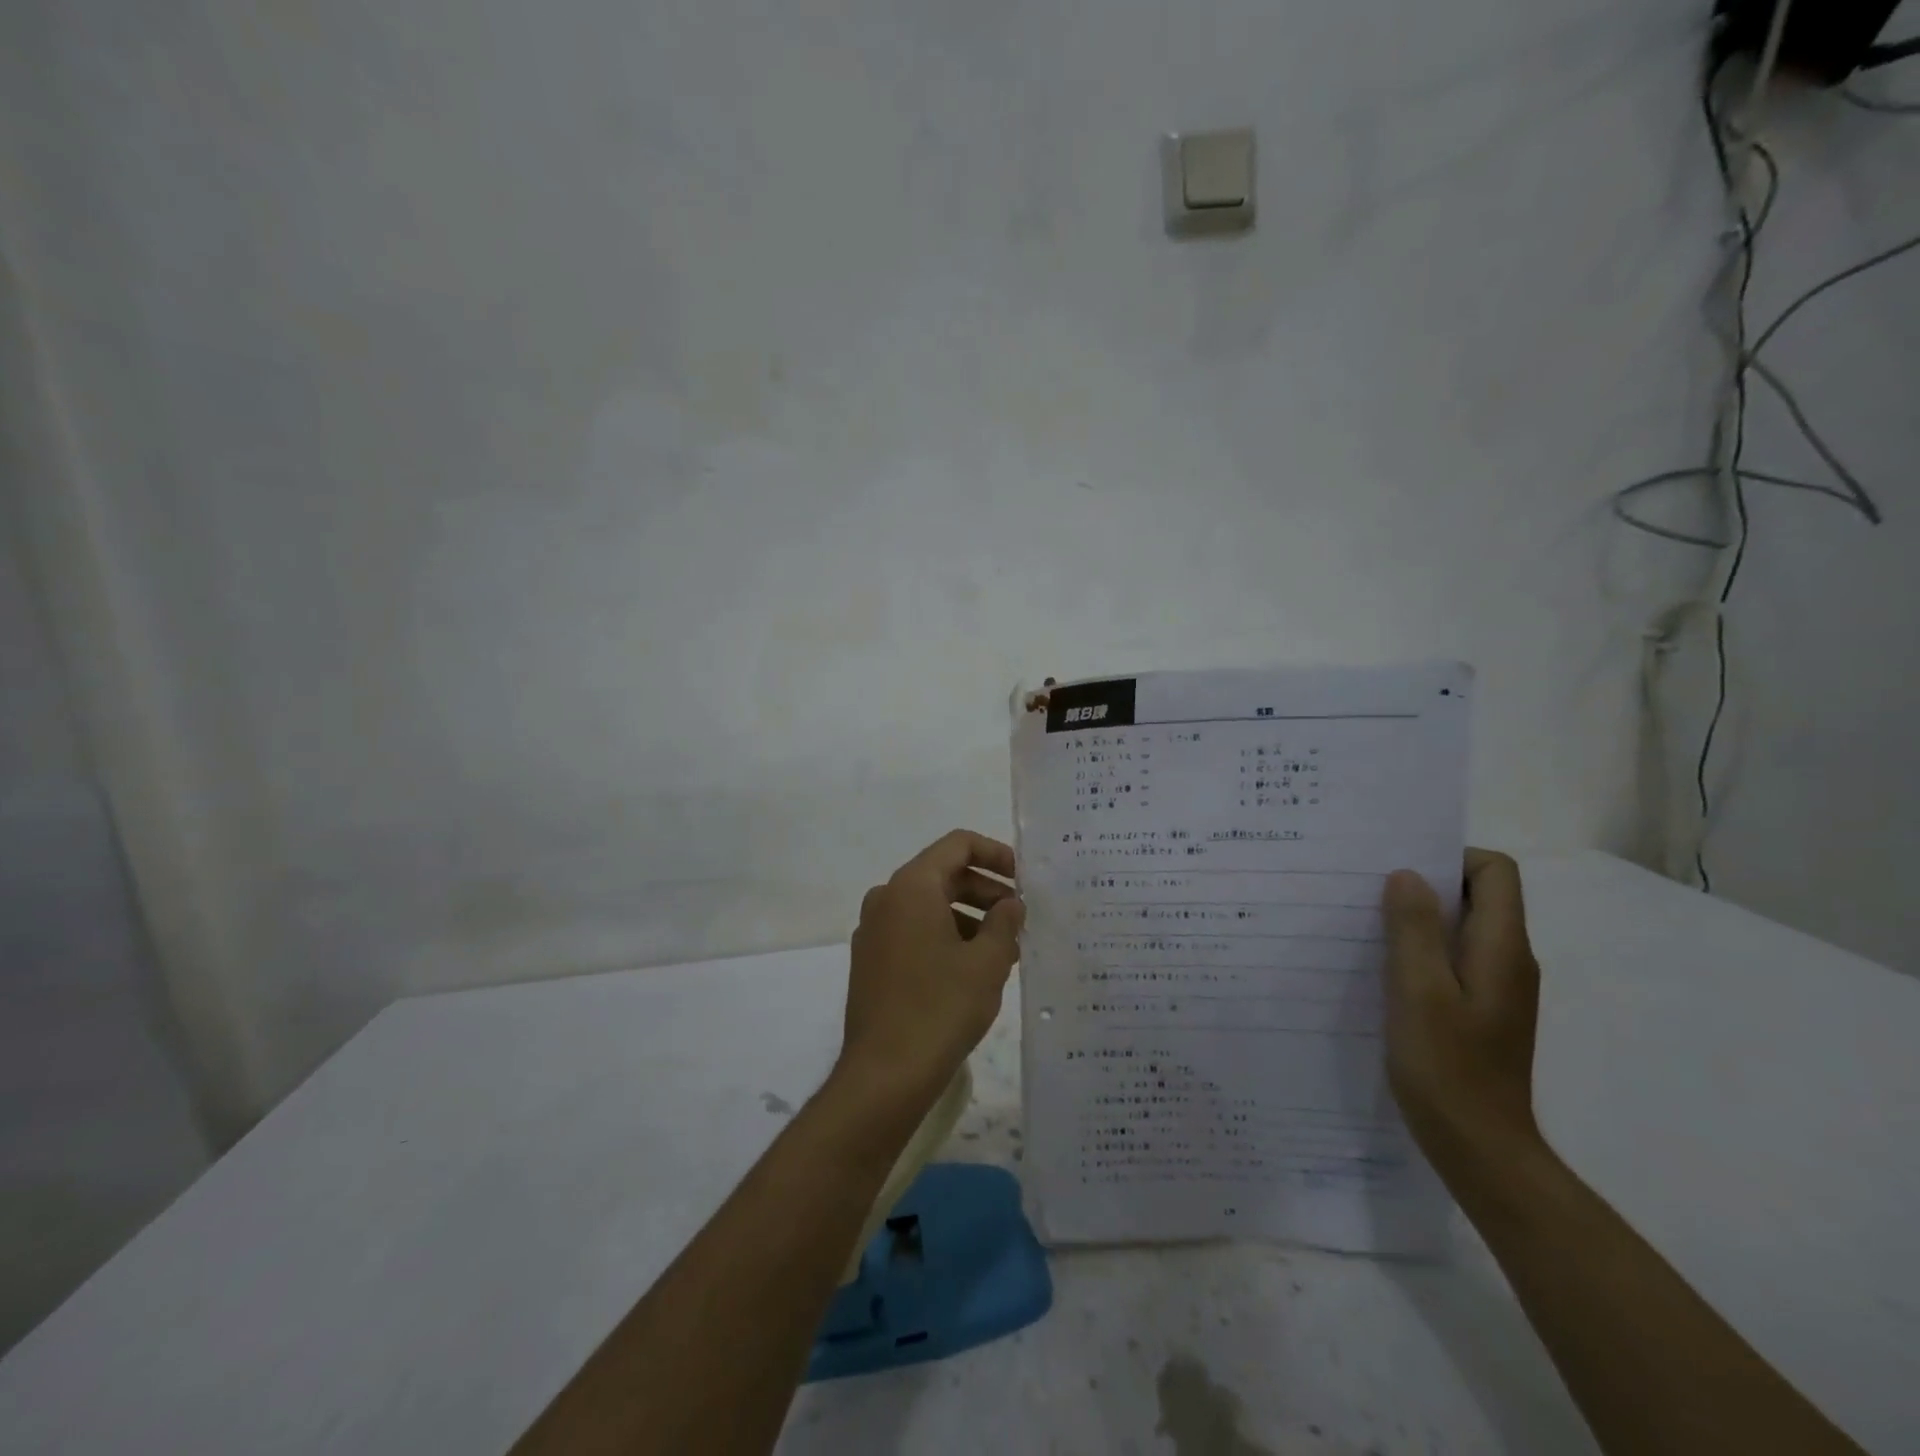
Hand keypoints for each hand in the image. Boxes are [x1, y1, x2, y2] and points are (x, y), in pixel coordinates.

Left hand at [836, 830, 1025, 1113]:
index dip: (996, 854)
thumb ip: (1005, 922)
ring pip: (929, 905)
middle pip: (943, 874)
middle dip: (986, 891)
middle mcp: (886, 898)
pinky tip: (973, 969)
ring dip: (969, 917)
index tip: (1024, 879)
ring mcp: (874, 930)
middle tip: (1021, 918)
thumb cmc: (940, 1008)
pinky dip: (946, 936)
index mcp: (911, 886)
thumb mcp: (987, 962)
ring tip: (1005, 949)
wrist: (884, 1074)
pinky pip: (914, 930)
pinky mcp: (871, 960)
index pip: (958, 845)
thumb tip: (1011, 903)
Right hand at [1381, 850, 1542, 1176]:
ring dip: (1419, 918)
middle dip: (1426, 884)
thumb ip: (1414, 929)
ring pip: (1462, 928)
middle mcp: (1509, 959)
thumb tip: (1407, 875)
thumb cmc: (1448, 1067)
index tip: (1399, 870)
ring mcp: (1497, 987)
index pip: (1495, 871)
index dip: (1451, 858)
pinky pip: (1453, 958)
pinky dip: (1422, 950)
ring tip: (1367, 925)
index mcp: (1502, 948)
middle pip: (1479, 895)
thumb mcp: (1419, 991)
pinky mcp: (1481, 1010)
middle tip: (1369, 891)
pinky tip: (1383, 969)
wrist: (1481, 1148)